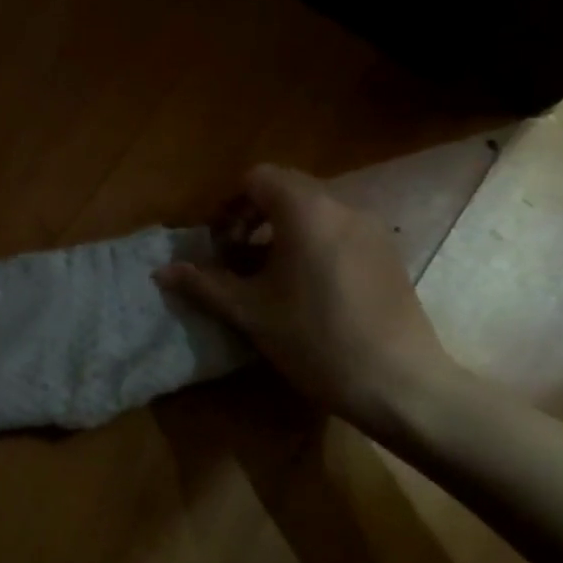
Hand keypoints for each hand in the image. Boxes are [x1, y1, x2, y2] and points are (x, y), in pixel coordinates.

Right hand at [156, 164, 461, 440]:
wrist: (401, 385)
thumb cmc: (317, 341)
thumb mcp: (251, 313)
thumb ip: (204, 284)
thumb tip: (161, 272)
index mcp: (305, 211)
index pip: (257, 177)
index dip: (229, 205)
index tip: (220, 243)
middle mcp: (341, 207)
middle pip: (286, 189)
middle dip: (253, 216)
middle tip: (237, 258)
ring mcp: (371, 229)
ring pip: (314, 210)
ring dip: (283, 230)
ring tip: (270, 276)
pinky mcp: (388, 253)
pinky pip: (339, 230)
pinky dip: (313, 243)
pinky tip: (309, 289)